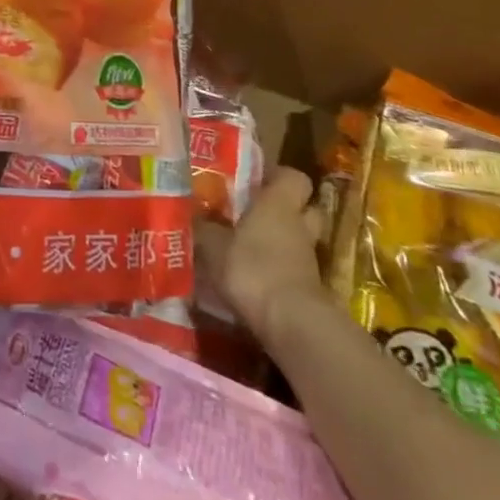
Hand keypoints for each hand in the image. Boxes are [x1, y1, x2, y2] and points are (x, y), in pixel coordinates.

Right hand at [198, 167, 332, 345]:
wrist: (291, 323)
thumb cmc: (252, 268)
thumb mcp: (213, 244)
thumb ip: (203, 227)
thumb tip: (189, 215)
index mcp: (279, 204)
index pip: (294, 177)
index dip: (277, 176)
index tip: (255, 180)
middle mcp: (299, 226)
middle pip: (306, 208)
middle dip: (286, 209)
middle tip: (255, 212)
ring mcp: (308, 260)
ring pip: (299, 240)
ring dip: (281, 241)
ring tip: (249, 245)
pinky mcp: (309, 289)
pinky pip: (294, 268)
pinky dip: (279, 269)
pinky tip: (254, 276)